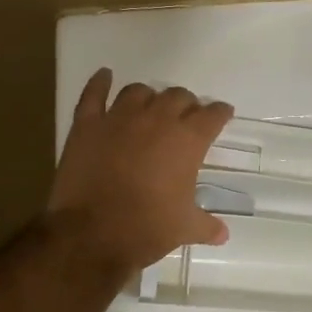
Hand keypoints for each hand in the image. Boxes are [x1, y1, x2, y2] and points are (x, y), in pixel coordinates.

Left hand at [48, 69, 234, 272]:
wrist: (92, 234)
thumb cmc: (147, 228)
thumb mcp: (184, 228)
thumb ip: (206, 226)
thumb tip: (223, 235)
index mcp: (188, 141)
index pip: (212, 115)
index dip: (220, 113)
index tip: (222, 114)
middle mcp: (157, 120)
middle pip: (177, 96)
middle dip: (186, 104)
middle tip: (186, 117)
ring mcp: (119, 118)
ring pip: (139, 91)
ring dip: (149, 96)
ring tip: (150, 106)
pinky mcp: (87, 125)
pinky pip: (93, 95)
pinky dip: (99, 83)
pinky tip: (104, 76)